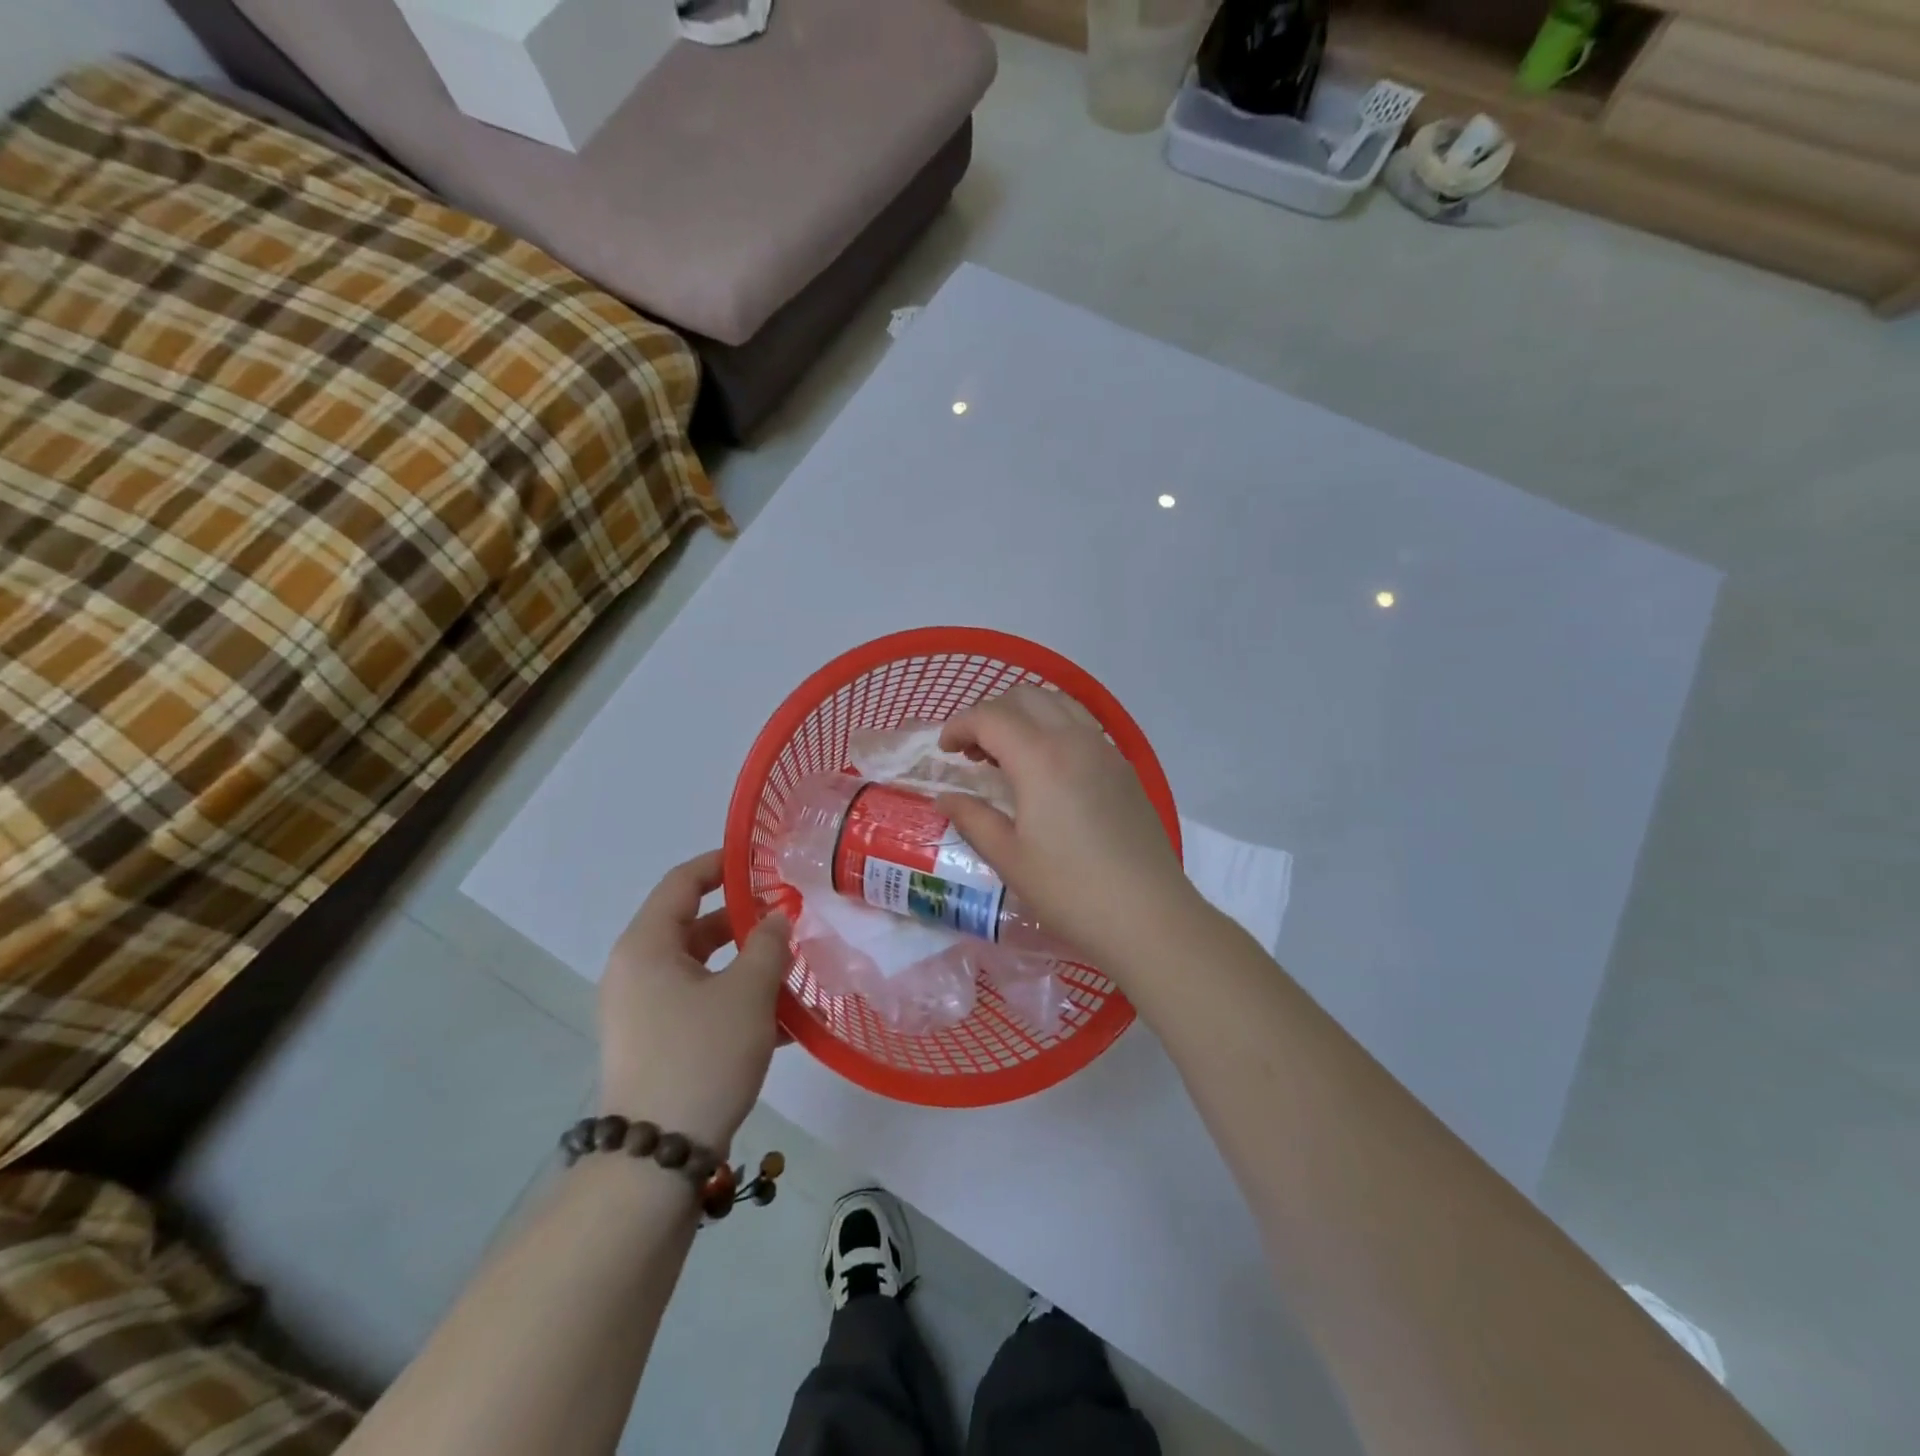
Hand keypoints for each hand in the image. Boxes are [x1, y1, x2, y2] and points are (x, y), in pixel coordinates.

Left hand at [598, 851, 790, 1150]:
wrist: (656, 1160)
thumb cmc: (701, 1056)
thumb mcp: (747, 993)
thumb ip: (768, 944)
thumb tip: (778, 917)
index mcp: (646, 946)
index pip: (682, 882)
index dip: (721, 864)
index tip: (761, 858)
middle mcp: (636, 971)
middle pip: (693, 926)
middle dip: (744, 921)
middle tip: (790, 916)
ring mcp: (642, 1011)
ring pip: (701, 970)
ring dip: (745, 965)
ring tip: (793, 969)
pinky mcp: (654, 1045)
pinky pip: (698, 1004)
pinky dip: (734, 1001)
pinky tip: (782, 1021)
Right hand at [937, 686, 1205, 974]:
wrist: (1148, 915)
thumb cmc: (1070, 890)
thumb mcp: (1009, 858)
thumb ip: (973, 819)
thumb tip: (947, 799)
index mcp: (1040, 757)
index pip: (990, 717)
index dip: (959, 725)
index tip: (944, 750)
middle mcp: (1075, 739)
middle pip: (1026, 697)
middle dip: (991, 714)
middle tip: (974, 752)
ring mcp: (1105, 750)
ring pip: (1058, 704)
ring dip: (1025, 715)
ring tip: (1009, 755)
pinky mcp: (1125, 768)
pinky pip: (1082, 726)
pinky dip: (1054, 728)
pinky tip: (1048, 770)